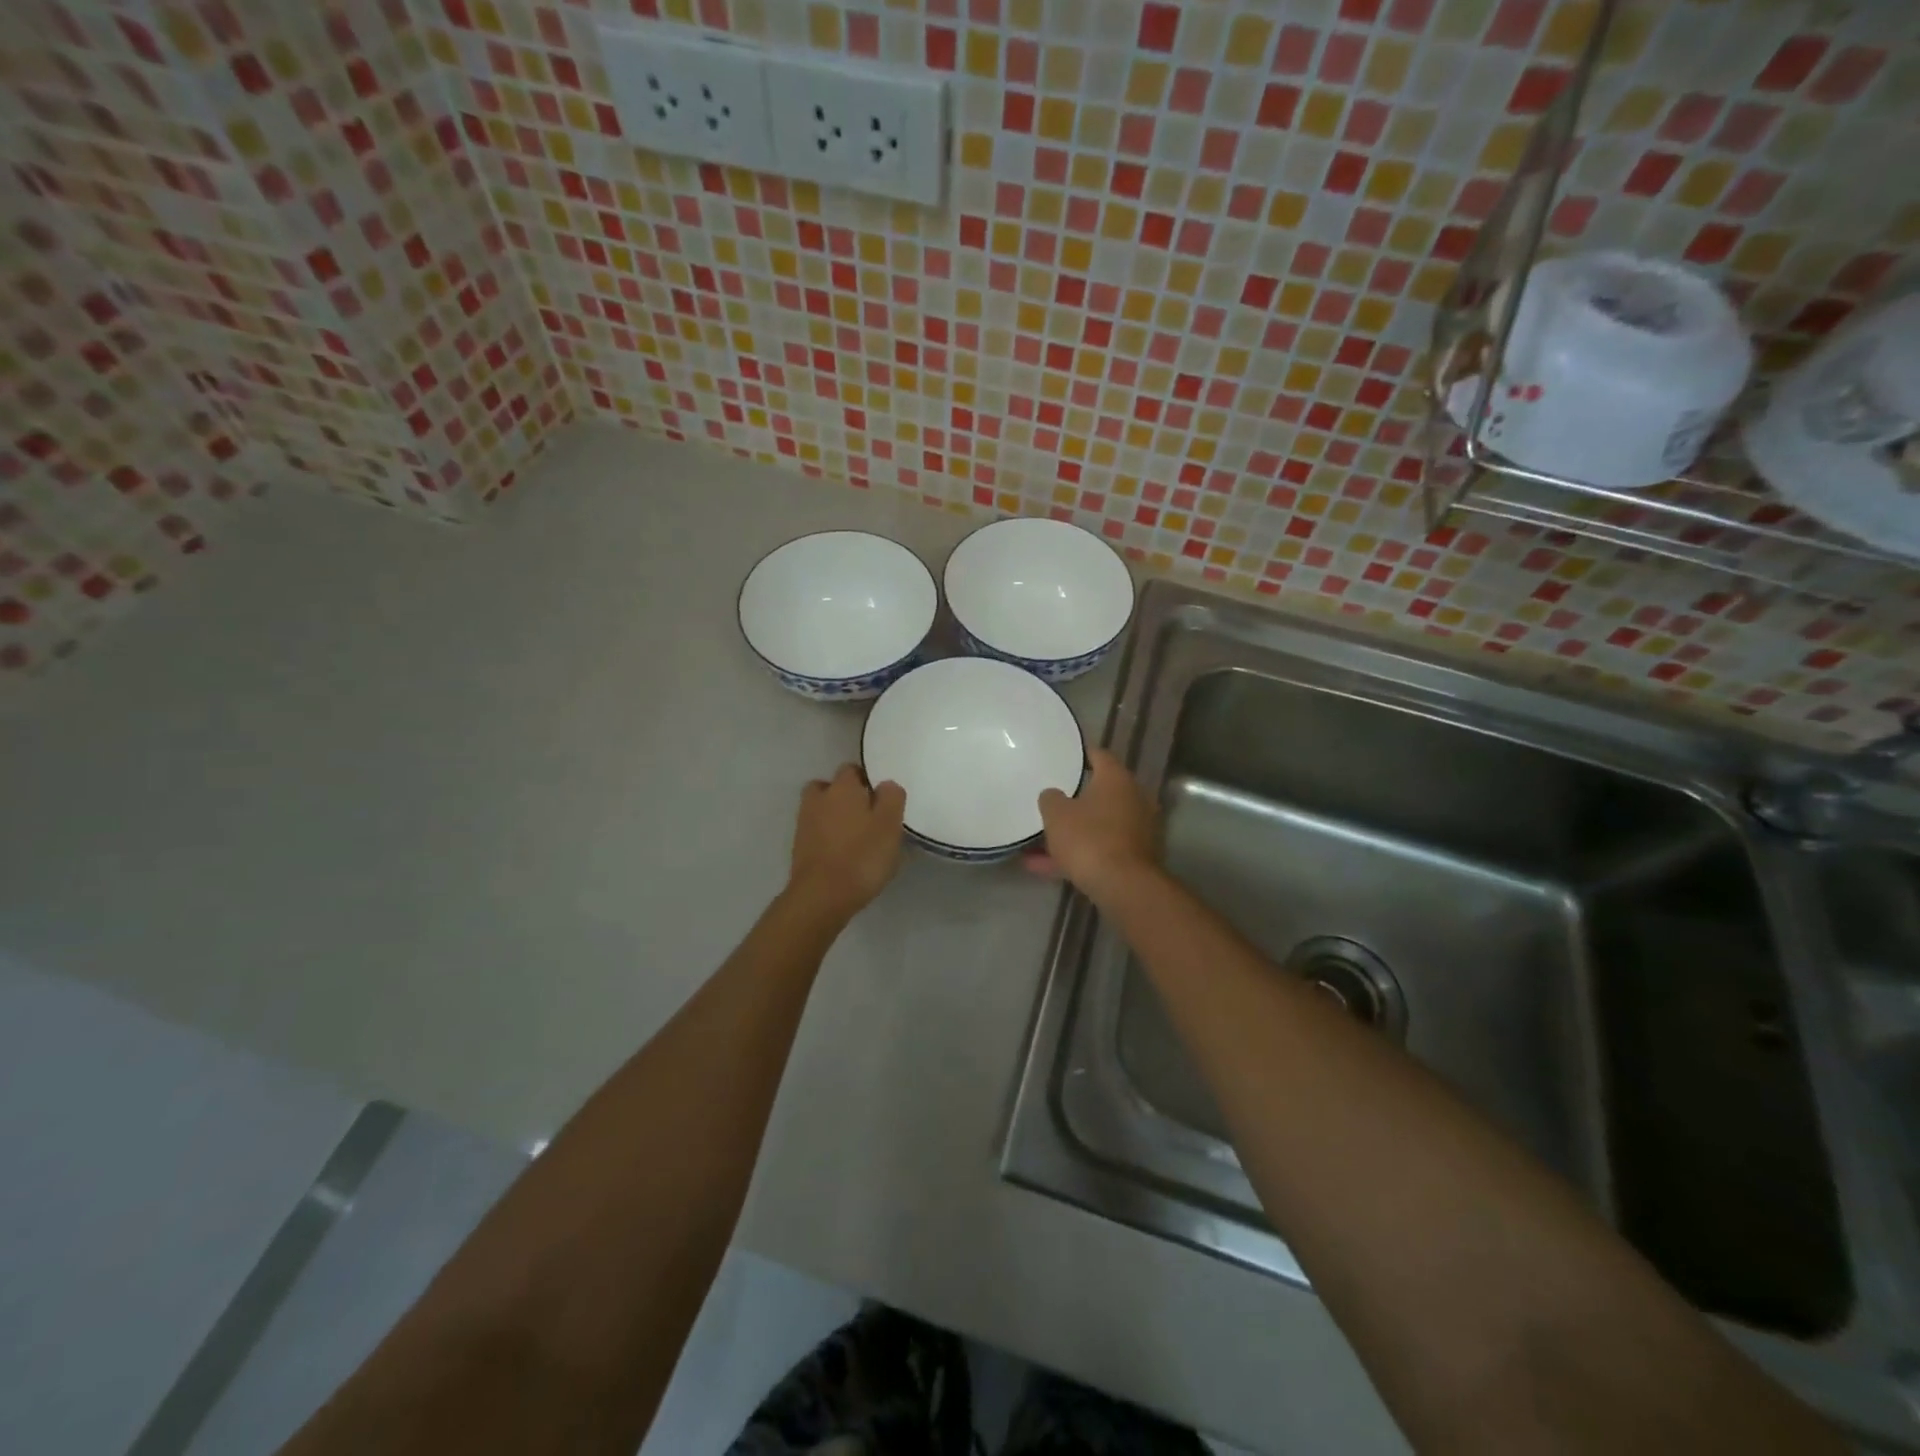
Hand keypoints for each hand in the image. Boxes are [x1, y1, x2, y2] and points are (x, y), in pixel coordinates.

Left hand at [787, 764, 906, 918]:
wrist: (822, 896)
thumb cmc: (862, 856)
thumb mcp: (890, 824)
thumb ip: (892, 797)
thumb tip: (885, 785)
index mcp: (842, 787)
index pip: (853, 770)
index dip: (867, 781)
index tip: (881, 800)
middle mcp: (819, 798)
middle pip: (832, 787)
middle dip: (846, 796)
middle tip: (867, 816)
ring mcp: (804, 823)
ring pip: (822, 809)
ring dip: (835, 816)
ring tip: (855, 836)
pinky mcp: (799, 847)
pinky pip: (816, 832)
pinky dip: (827, 837)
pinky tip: (843, 853)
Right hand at [1030, 748, 1158, 905]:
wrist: (1123, 886)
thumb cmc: (1088, 838)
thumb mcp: (1056, 814)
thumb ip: (1051, 799)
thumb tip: (1053, 795)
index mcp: (1117, 779)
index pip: (1099, 755)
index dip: (1080, 755)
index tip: (1063, 757)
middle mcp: (1134, 799)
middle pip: (1100, 793)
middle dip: (1074, 800)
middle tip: (1051, 801)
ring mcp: (1138, 830)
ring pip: (1098, 826)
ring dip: (1072, 834)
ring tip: (1036, 845)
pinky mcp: (1135, 858)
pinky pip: (1100, 849)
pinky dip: (1078, 855)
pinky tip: (1045, 868)